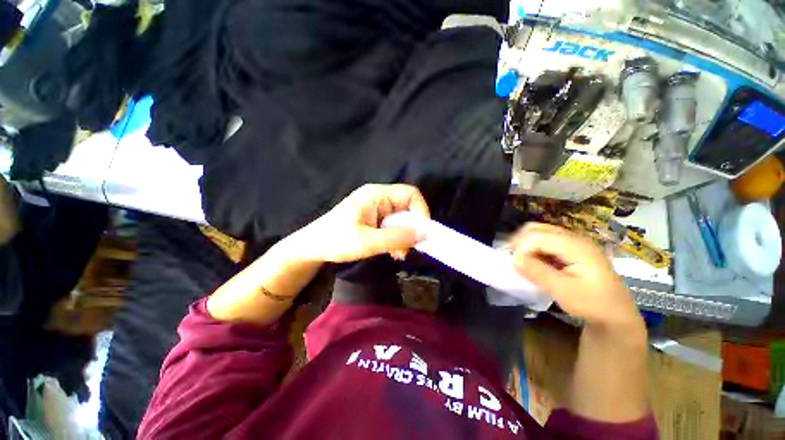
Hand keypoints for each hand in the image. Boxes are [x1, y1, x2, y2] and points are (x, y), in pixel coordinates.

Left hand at [292, 184, 429, 263]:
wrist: (312, 247)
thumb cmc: (335, 241)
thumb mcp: (368, 241)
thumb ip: (397, 237)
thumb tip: (426, 234)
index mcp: (376, 195)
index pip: (410, 194)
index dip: (421, 212)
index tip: (421, 234)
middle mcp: (378, 198)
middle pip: (407, 208)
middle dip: (411, 229)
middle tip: (407, 249)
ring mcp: (376, 208)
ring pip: (401, 219)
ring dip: (404, 237)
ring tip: (397, 254)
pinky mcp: (374, 219)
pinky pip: (393, 226)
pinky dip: (396, 239)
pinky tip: (392, 252)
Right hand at [511, 222, 642, 328]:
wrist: (616, 315)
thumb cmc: (593, 304)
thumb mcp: (564, 291)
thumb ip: (538, 273)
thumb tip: (514, 259)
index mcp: (577, 247)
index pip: (539, 237)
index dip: (522, 248)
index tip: (515, 264)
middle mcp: (575, 238)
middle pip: (538, 229)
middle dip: (521, 242)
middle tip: (514, 260)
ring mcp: (574, 242)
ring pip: (540, 232)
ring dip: (526, 244)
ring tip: (521, 260)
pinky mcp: (571, 249)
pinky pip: (546, 240)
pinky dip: (534, 248)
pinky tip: (534, 261)